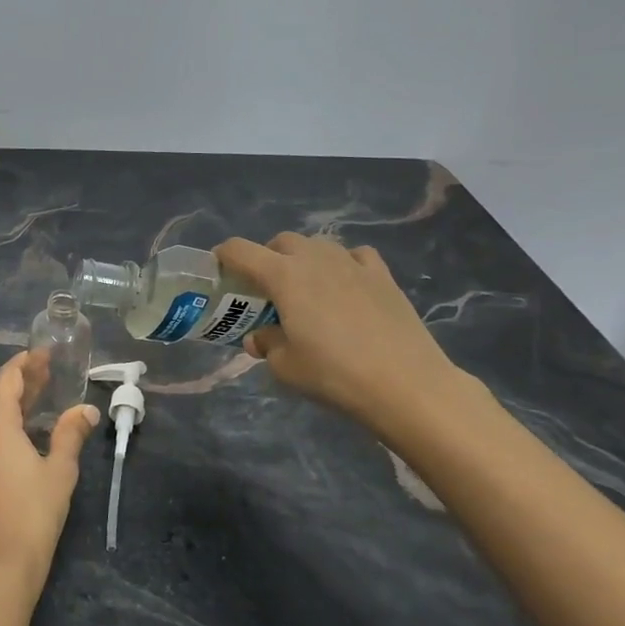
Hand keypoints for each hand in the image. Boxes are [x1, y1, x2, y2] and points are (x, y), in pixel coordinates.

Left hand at [0, 352, 99, 599]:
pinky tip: (17, 447)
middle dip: (21, 388)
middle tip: (47, 377)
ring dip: (9, 414)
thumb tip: (85, 410)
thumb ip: (70, 434)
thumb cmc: (34, 514)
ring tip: (37, 410)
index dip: (25, 364)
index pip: (6, 380)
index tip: (42, 354)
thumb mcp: (59, 471)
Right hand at [215, 233, 471, 437]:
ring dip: (303, 259)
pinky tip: (346, 285)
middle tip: (264, 288)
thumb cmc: (333, 374)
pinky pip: (355, 256)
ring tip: (306, 288)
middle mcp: (315, 259)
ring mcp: (352, 263)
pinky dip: (343, 264)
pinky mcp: (382, 276)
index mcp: (283, 276)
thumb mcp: (285, 366)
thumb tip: (261, 337)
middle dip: (266, 257)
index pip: (240, 250)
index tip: (219, 269)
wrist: (405, 383)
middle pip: (280, 241)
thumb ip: (267, 344)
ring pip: (318, 245)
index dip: (223, 256)